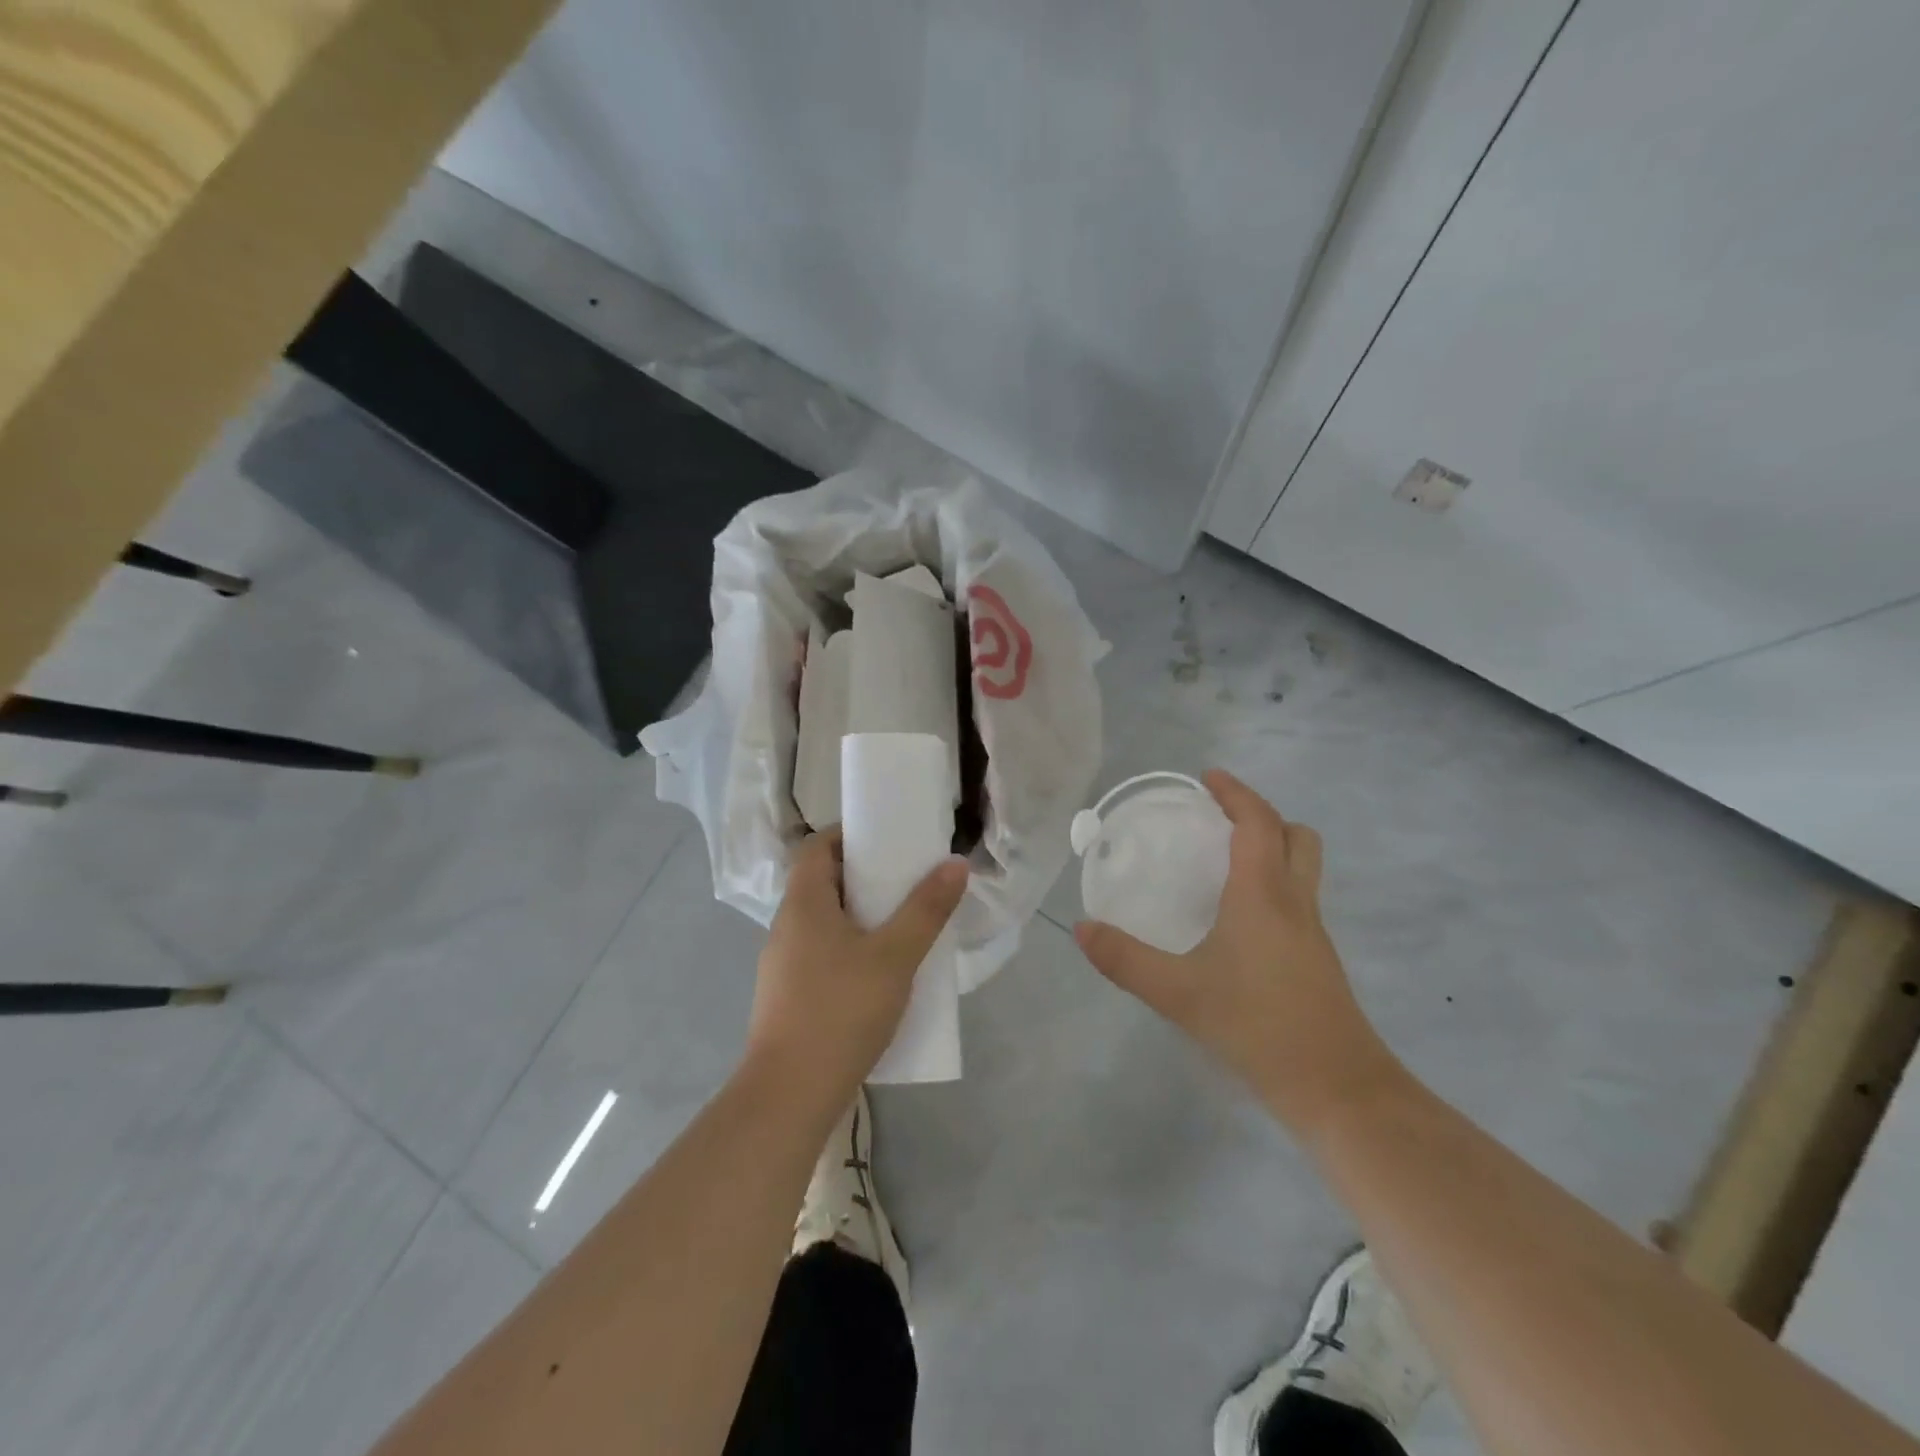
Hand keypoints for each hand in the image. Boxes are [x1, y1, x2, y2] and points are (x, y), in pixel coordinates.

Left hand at [746, 830, 968, 1114]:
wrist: (790, 1094)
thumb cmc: (841, 1010)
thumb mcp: (895, 956)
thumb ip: (926, 909)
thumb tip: (954, 863)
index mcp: (803, 903)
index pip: (817, 847)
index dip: (849, 835)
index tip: (887, 840)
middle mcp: (786, 926)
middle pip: (822, 882)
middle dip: (864, 876)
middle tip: (906, 881)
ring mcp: (783, 964)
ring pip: (824, 921)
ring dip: (859, 915)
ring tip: (902, 924)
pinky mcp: (789, 996)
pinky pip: (822, 953)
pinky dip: (850, 948)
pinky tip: (880, 972)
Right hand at [1074, 769, 1398, 1130]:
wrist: (1338, 1090)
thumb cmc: (1258, 1027)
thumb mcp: (1179, 993)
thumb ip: (1126, 959)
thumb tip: (1082, 929)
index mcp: (1263, 894)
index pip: (1257, 822)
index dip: (1235, 793)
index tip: (1207, 778)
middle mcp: (1295, 902)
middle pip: (1295, 836)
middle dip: (1261, 816)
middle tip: (1219, 820)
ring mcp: (1313, 932)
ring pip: (1303, 867)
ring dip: (1272, 847)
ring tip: (1225, 860)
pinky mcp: (1318, 959)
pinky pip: (1299, 898)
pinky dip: (1274, 883)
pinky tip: (1239, 917)